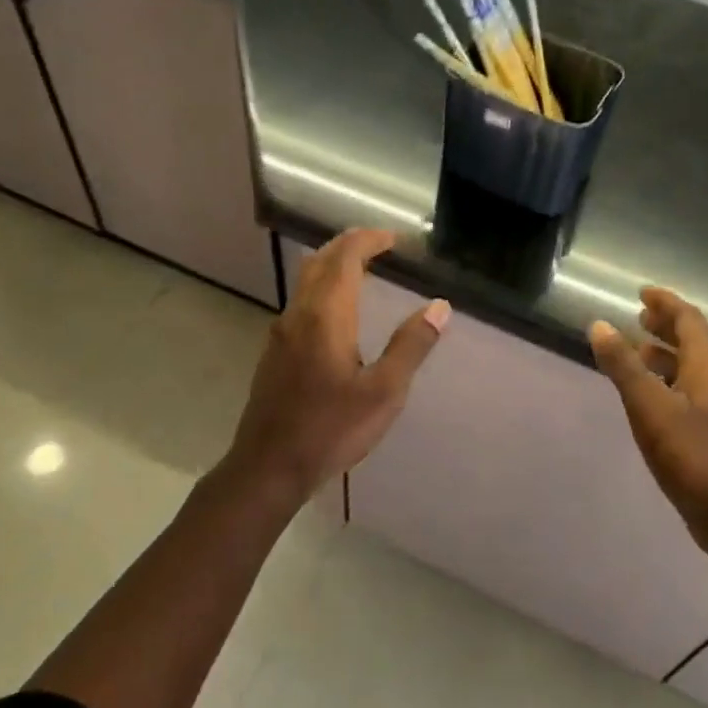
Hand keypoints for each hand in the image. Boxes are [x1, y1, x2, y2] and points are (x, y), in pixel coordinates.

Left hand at [228, 228, 449, 502]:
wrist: (268, 467)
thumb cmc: (331, 430)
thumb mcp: (384, 392)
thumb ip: (411, 346)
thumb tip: (439, 306)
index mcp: (325, 316)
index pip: (345, 256)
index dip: (369, 240)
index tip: (396, 240)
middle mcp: (298, 314)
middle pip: (320, 260)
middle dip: (350, 245)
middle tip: (381, 247)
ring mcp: (281, 333)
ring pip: (306, 281)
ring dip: (334, 266)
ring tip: (366, 273)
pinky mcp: (275, 353)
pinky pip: (301, 302)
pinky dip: (324, 289)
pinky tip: (340, 315)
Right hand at [590, 288, 707, 557]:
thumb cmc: (691, 455)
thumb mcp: (649, 407)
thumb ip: (624, 367)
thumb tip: (599, 325)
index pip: (689, 320)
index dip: (666, 303)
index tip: (642, 292)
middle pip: (694, 341)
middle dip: (666, 326)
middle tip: (639, 317)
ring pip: (691, 368)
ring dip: (666, 354)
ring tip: (638, 352)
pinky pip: (689, 390)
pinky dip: (667, 381)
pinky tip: (649, 397)